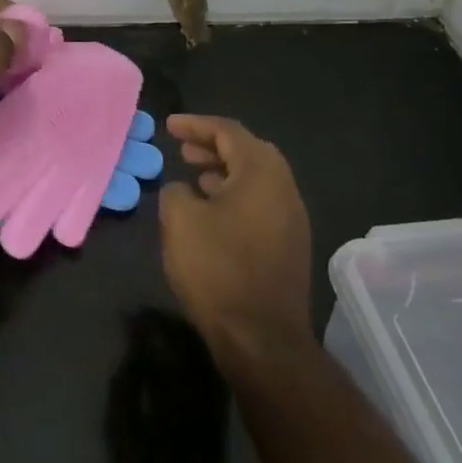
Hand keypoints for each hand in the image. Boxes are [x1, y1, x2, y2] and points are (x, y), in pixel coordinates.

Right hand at [106, 308, 230, 462]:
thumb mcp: (121, 430)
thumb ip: (126, 385)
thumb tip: (132, 351)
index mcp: (171, 388)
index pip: (158, 341)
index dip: (143, 323)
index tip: (127, 315)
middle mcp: (198, 386)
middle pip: (185, 339)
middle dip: (164, 322)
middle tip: (142, 316)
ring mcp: (213, 399)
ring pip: (201, 350)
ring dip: (182, 332)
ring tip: (160, 327)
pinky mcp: (221, 412)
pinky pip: (210, 367)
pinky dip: (196, 351)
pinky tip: (183, 351)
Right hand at [160, 116, 312, 362]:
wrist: (261, 338)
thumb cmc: (217, 268)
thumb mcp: (179, 220)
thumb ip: (175, 191)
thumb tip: (183, 190)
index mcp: (261, 174)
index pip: (228, 131)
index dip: (196, 124)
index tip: (169, 126)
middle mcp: (284, 189)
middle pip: (250, 151)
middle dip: (214, 145)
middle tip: (183, 149)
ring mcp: (292, 219)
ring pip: (257, 179)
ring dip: (225, 170)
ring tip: (194, 176)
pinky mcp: (290, 245)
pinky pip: (262, 203)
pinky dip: (235, 194)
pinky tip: (212, 211)